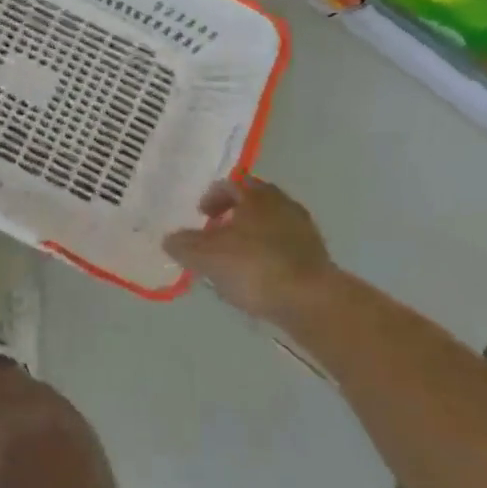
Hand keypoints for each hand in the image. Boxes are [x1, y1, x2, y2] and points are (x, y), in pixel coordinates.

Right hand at [163, 177, 332, 322]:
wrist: (312, 302)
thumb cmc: (255, 268)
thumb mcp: (207, 257)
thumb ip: (184, 245)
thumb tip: (169, 239)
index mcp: (256, 195)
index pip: (230, 184)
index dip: (211, 198)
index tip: (201, 216)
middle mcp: (283, 204)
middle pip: (252, 202)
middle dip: (232, 216)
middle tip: (216, 236)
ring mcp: (303, 230)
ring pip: (270, 225)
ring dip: (251, 236)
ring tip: (235, 261)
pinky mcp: (317, 257)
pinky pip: (284, 248)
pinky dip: (268, 255)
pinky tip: (258, 278)